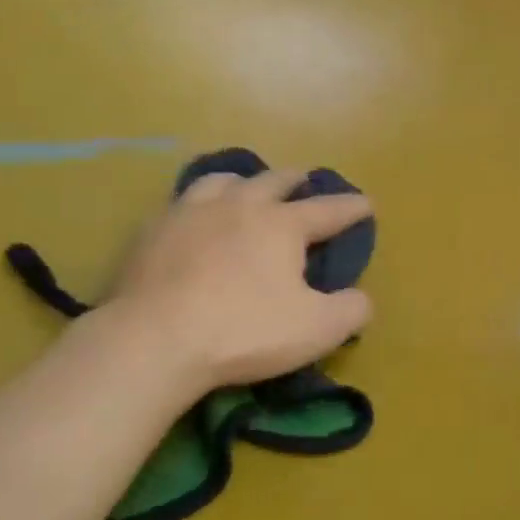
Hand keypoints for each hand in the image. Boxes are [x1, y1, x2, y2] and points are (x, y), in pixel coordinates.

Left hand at [105, 165, 372, 391]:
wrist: (156, 338)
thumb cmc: (244, 331)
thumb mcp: (317, 329)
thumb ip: (351, 310)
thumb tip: (361, 298)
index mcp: (282, 225)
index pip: (327, 210)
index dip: (351, 208)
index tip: (366, 204)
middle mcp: (238, 205)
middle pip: (273, 181)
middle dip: (295, 180)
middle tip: (304, 181)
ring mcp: (190, 212)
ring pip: (223, 181)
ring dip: (243, 182)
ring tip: (245, 188)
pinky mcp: (152, 230)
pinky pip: (182, 203)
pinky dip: (199, 204)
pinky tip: (194, 218)